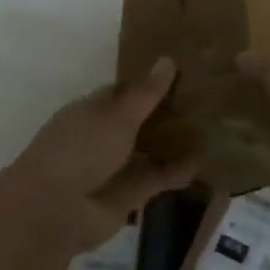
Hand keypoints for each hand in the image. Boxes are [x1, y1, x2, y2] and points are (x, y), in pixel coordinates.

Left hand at [0, 57, 196, 255]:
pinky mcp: (129, 195)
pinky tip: (205, 160)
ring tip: (212, 128)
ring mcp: (115, 167)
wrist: (56, 209)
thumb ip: (146, 93)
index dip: (149, 84)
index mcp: (91, 110)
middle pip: (139, 121)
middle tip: (206, 99)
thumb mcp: (117, 114)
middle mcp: (102, 136)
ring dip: (175, 142)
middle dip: (167, 113)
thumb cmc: (81, 148)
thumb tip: (168, 59)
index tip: (182, 74)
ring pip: (150, 150)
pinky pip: (157, 178)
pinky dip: (178, 171)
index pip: (123, 92)